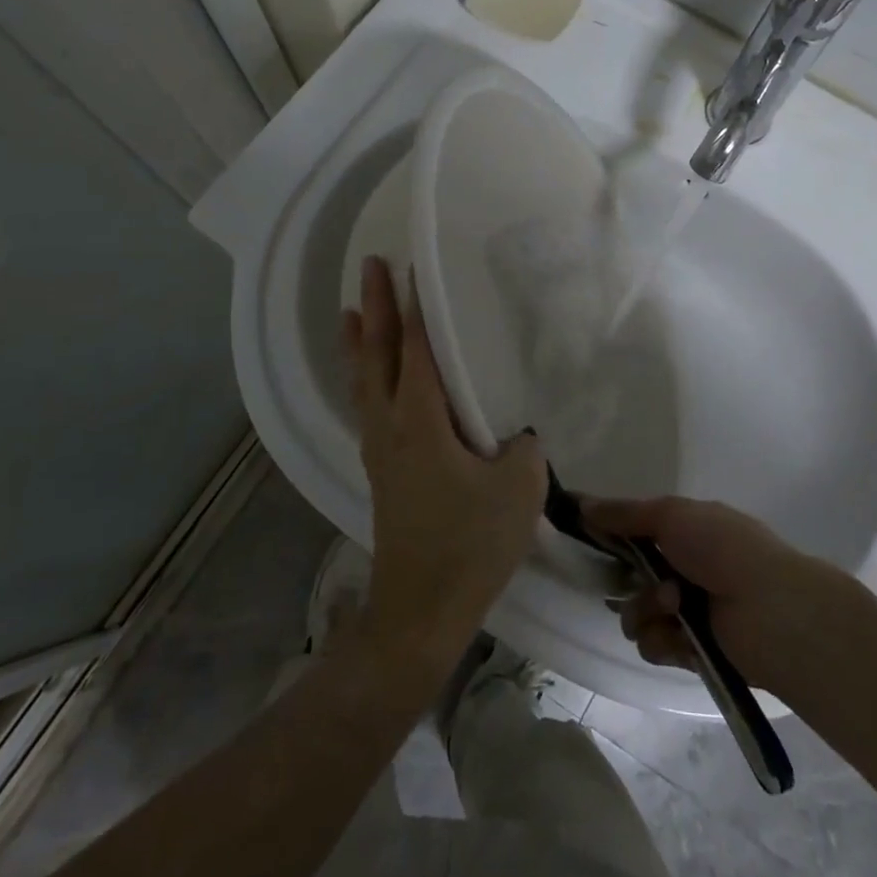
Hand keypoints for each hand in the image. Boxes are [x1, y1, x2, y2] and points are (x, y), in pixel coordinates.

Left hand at [341, 258, 545, 669]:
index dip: (417, 306)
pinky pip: (366, 405)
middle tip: (370, 264)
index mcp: (421, 420)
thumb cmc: (470, 544)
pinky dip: (364, 376)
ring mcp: (379, 450)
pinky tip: (371, 379)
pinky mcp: (381, 471)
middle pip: (377, 353)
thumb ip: (524, 448)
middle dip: (375, 305)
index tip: (411, 266)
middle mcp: (391, 425)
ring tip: (352, 310)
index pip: (417, 348)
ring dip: (360, 341)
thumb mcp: (519, 488)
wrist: (420, 611)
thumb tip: (516, 435)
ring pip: (363, 380)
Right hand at [582, 495, 858, 694]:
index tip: (587, 538)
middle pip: (632, 577)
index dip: (613, 536)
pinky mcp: (692, 651)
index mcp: (687, 531)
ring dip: (645, 610)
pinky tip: (678, 634)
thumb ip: (625, 513)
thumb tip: (583, 504)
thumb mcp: (672, 515)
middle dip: (628, 581)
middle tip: (639, 582)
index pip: (637, 532)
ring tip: (671, 606)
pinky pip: (654, 646)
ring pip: (637, 614)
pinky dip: (661, 640)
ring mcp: (689, 611)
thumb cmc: (723, 549)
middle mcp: (686, 568)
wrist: (772, 611)